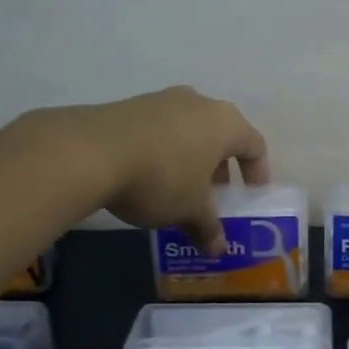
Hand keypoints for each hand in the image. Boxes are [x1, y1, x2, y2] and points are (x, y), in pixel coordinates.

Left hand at [66, 87, 268, 253]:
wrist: (90, 152)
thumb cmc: (161, 179)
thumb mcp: (189, 211)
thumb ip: (208, 228)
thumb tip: (218, 249)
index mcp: (225, 123)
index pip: (254, 144)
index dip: (257, 170)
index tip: (251, 193)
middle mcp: (199, 103)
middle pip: (221, 135)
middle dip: (220, 166)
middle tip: (214, 195)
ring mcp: (163, 100)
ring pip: (189, 130)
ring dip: (191, 158)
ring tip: (180, 188)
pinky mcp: (131, 105)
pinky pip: (160, 129)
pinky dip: (164, 150)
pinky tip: (148, 175)